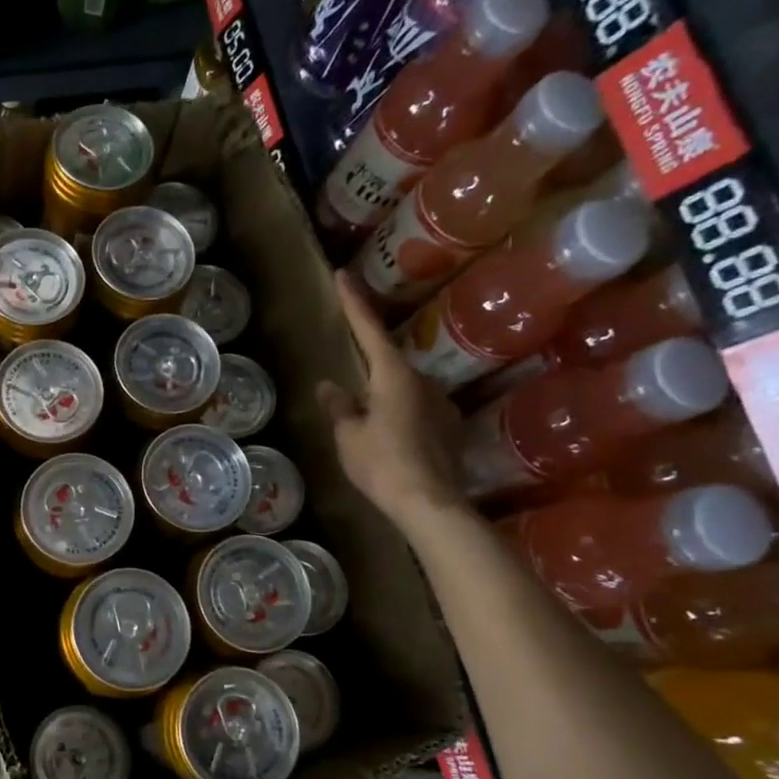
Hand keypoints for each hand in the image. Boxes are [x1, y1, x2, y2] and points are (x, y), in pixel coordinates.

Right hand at [317, 269, 466, 531]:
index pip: (369, 329)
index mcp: (394, 375)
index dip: (354, 302)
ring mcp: (440, 403)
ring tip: (366, 412)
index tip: (343, 275)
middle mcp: (422, 380)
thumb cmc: (382, 463)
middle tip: (349, 365)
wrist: (430, 503)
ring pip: (405, 386)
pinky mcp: (449, 426)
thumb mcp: (348, 435)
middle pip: (389, 360)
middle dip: (369, 359)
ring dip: (385, 391)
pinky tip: (389, 432)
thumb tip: (330, 386)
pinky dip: (400, 411)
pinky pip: (417, 408)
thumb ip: (339, 407)